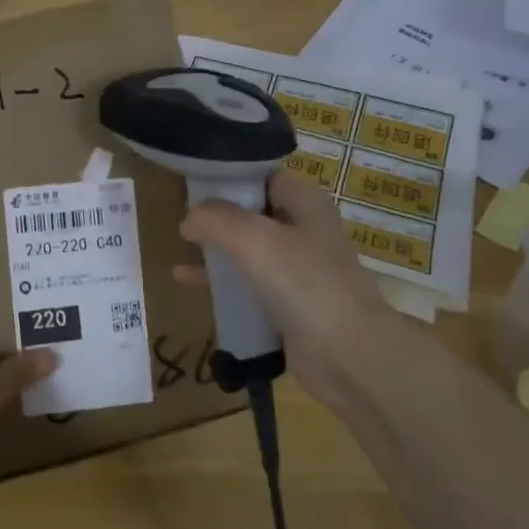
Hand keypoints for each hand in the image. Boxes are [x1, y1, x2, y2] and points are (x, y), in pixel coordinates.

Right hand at [177, 171, 420, 418]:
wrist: (347, 353)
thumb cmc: (302, 282)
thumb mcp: (252, 238)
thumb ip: (214, 220)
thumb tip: (188, 219)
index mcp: (305, 203)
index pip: (264, 176)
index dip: (231, 176)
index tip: (195, 183)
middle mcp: (304, 230)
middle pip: (254, 212)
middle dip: (219, 213)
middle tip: (182, 215)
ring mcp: (298, 270)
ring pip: (249, 249)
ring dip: (218, 248)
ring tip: (181, 246)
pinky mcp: (289, 304)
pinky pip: (248, 284)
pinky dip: (221, 281)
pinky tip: (187, 282)